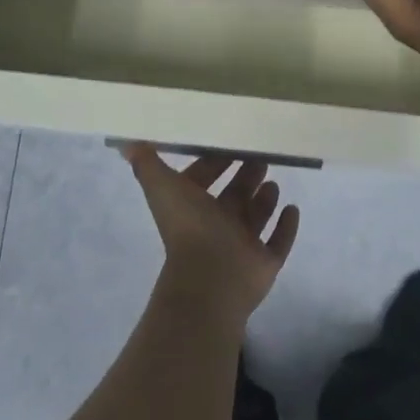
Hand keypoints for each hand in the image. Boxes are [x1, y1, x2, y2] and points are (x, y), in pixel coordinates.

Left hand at [121, 147, 300, 324]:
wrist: (211, 277)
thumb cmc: (189, 227)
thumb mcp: (162, 187)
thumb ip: (146, 163)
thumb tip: (126, 141)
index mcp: (193, 207)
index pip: (203, 180)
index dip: (213, 162)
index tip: (231, 142)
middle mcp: (217, 226)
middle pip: (233, 197)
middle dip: (245, 177)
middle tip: (261, 156)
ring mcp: (242, 246)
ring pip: (255, 218)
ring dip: (264, 201)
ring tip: (274, 182)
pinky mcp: (264, 263)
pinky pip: (278, 243)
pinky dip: (286, 227)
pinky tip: (293, 208)